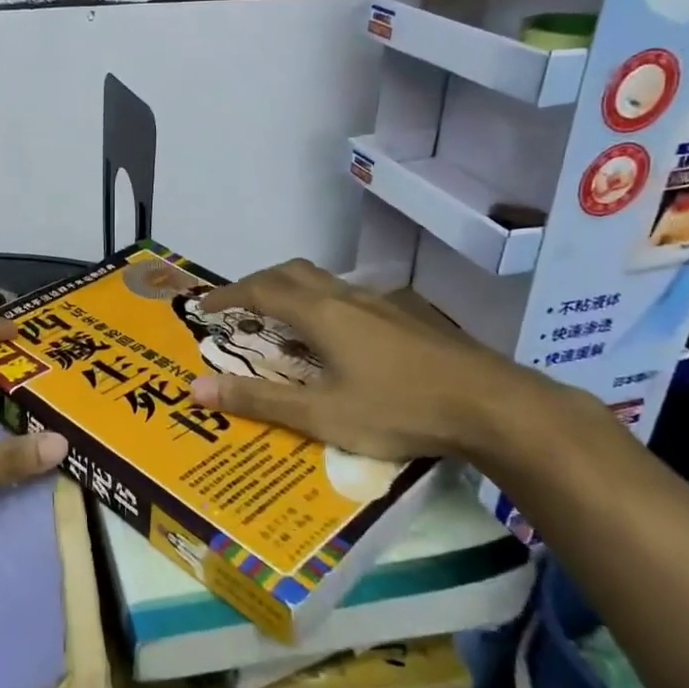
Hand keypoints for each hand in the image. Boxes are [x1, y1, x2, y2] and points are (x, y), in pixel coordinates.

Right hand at [189, 260, 580, 464]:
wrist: (493, 405)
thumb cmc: (399, 409)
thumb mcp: (322, 414)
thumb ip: (259, 401)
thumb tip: (195, 389)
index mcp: (321, 313)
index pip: (260, 289)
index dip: (227, 294)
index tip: (202, 306)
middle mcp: (348, 296)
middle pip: (292, 272)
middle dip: (258, 283)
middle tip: (239, 306)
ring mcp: (384, 303)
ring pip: (325, 281)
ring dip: (293, 290)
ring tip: (283, 320)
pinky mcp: (410, 316)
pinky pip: (352, 296)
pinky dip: (324, 303)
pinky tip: (341, 337)